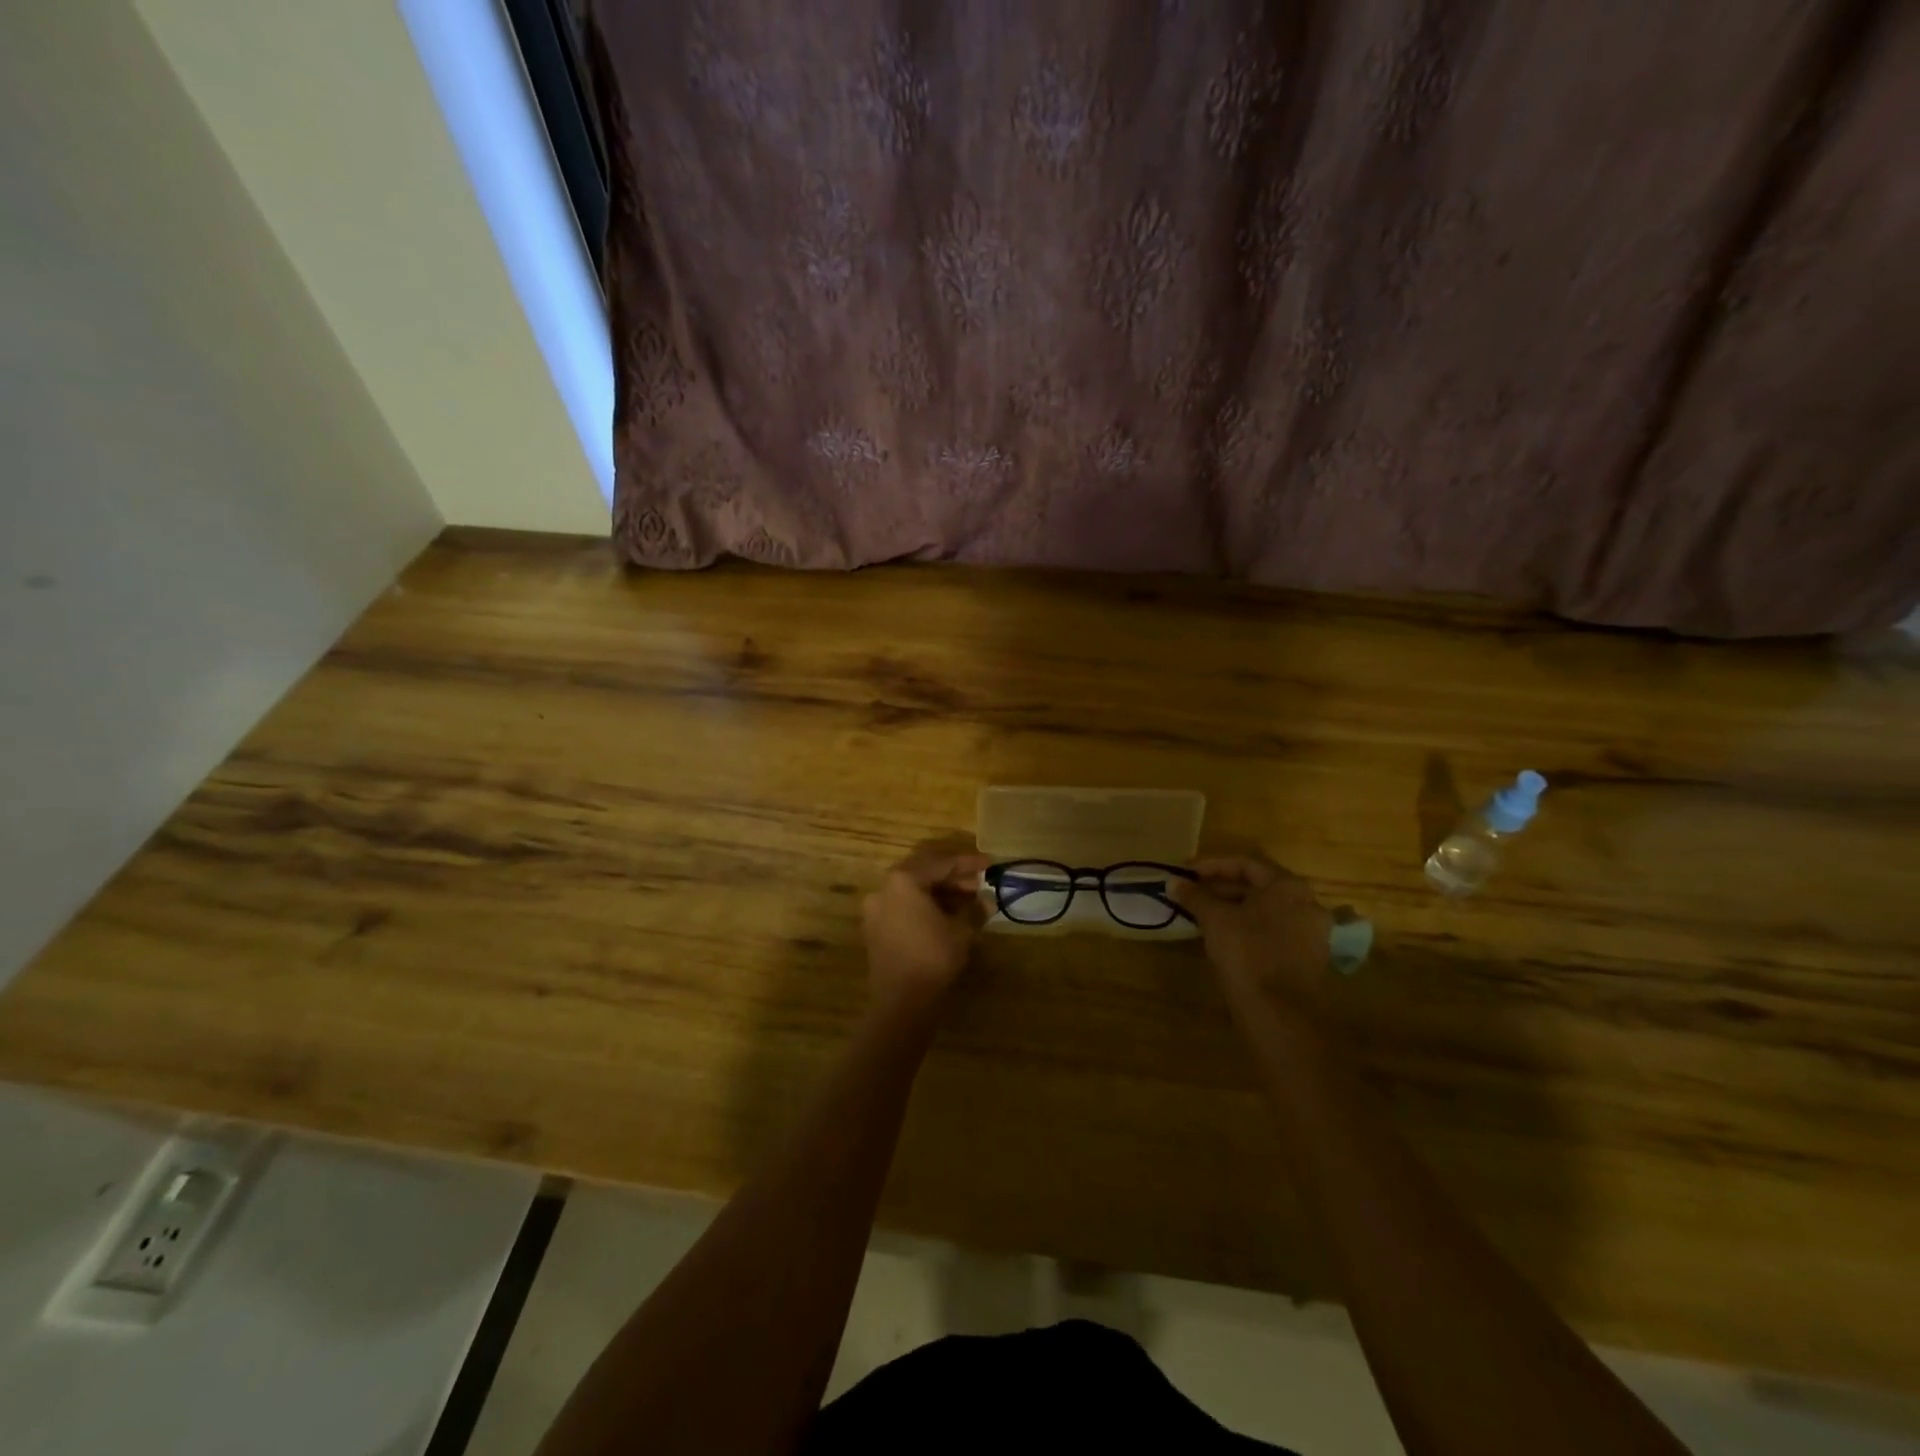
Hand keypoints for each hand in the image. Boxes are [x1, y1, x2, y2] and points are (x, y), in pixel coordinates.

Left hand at [862, 838, 991, 1009]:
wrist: (901, 1001)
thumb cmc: (933, 957)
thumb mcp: (961, 930)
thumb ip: (974, 909)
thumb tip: (987, 901)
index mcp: (903, 880)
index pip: (941, 863)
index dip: (967, 863)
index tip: (989, 865)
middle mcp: (884, 888)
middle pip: (923, 872)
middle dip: (953, 876)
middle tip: (978, 884)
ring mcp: (876, 909)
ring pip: (912, 890)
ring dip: (939, 892)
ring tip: (967, 901)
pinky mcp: (875, 928)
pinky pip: (903, 906)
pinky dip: (924, 905)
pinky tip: (946, 916)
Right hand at [1175, 855, 1331, 1013]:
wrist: (1279, 1013)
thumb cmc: (1247, 953)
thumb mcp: (1214, 919)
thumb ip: (1195, 895)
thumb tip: (1173, 882)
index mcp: (1289, 887)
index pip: (1245, 864)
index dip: (1210, 866)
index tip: (1184, 873)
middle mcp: (1307, 904)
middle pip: (1258, 887)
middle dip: (1220, 888)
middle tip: (1190, 893)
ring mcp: (1312, 933)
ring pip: (1265, 911)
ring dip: (1233, 908)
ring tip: (1201, 914)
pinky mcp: (1308, 958)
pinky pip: (1273, 931)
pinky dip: (1248, 927)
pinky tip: (1223, 936)